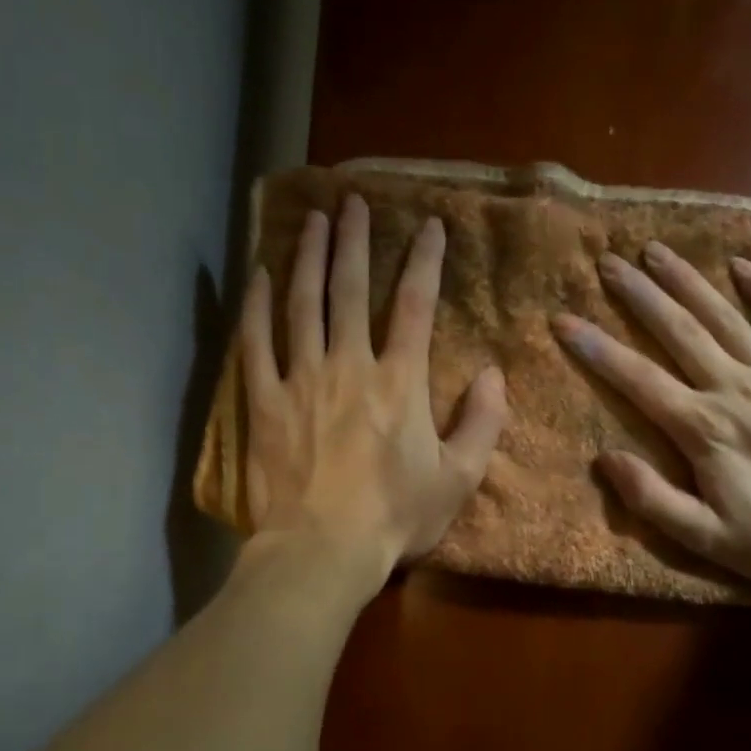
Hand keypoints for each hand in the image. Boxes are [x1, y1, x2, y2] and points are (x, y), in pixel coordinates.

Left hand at [240, 195, 507, 587]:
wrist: (323, 550)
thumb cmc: (396, 518)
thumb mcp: (458, 479)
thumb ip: (482, 423)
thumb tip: (494, 373)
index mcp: (400, 383)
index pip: (416, 306)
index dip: (425, 261)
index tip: (429, 225)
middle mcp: (349, 366)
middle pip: (351, 289)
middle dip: (354, 241)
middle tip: (352, 201)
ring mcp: (300, 379)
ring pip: (302, 303)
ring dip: (308, 257)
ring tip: (312, 220)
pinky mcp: (263, 401)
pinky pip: (256, 342)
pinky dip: (256, 305)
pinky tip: (258, 276)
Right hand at [551, 243, 750, 592]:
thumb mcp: (705, 538)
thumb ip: (652, 499)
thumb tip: (606, 459)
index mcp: (702, 428)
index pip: (638, 380)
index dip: (597, 349)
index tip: (565, 320)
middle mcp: (735, 388)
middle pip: (679, 332)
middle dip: (640, 295)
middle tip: (609, 262)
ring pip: (725, 317)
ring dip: (688, 281)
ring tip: (657, 249)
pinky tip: (741, 265)